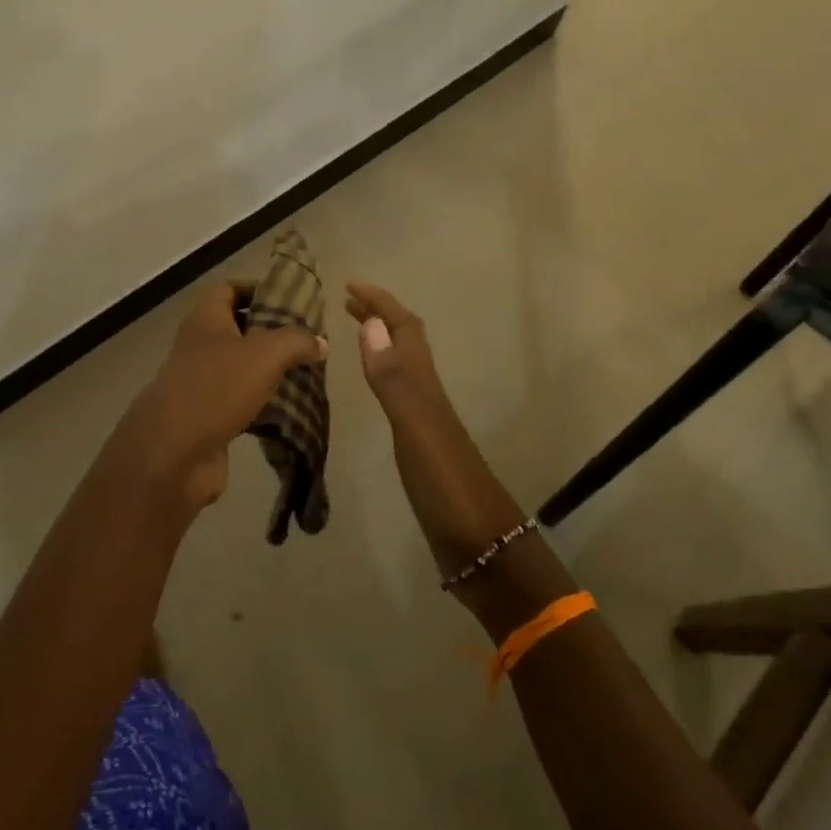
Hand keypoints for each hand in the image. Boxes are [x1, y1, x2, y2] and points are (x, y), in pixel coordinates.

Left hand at [110, 281, 326, 513]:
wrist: (174, 453)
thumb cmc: (217, 387)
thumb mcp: (266, 354)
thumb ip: (296, 342)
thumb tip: (321, 342)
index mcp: (206, 319)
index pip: (229, 289)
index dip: (257, 290)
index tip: (289, 302)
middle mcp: (199, 346)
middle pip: (237, 329)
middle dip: (270, 333)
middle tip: (305, 341)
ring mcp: (200, 383)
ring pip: (240, 368)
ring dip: (269, 371)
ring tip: (305, 374)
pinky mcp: (206, 418)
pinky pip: (239, 402)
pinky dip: (262, 404)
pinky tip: (289, 410)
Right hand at [346, 280, 526, 572]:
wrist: (482, 544)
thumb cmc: (446, 485)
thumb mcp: (415, 428)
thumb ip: (393, 378)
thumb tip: (372, 323)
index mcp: (425, 385)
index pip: (404, 328)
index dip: (380, 303)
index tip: (350, 285)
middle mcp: (427, 394)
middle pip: (406, 341)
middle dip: (380, 315)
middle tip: (347, 301)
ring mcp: (426, 420)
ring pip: (404, 365)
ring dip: (382, 341)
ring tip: (357, 331)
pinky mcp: (421, 444)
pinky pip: (399, 393)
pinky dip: (383, 375)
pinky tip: (375, 387)